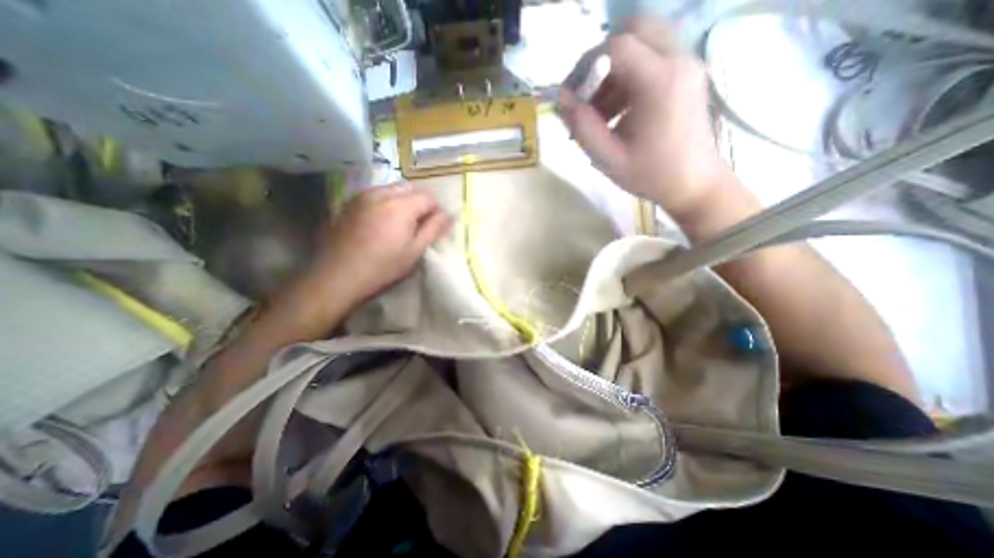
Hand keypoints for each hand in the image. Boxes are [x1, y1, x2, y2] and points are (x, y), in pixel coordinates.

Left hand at [299, 186, 450, 309]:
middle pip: (409, 188)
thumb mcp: (415, 252)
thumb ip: (433, 229)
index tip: (435, 227)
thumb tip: (448, 215)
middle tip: (418, 225)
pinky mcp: (347, 204)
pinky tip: (379, 223)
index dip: (436, 211)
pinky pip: (373, 195)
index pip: (428, 197)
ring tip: (398, 224)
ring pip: (390, 190)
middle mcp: (381, 194)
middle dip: (418, 202)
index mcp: (401, 206)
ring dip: (401, 201)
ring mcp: (361, 197)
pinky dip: (383, 203)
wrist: (337, 277)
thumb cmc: (383, 268)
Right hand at [559, 19, 728, 220]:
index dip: (586, 66)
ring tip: (600, 111)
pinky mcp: (688, 75)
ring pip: (644, 43)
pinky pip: (654, 58)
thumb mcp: (608, 158)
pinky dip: (630, 76)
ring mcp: (687, 65)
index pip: (616, 47)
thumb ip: (582, 127)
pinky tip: (618, 111)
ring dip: (615, 70)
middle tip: (587, 93)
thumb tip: (561, 99)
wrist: (694, 185)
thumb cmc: (651, 175)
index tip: (572, 96)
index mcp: (660, 82)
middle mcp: (679, 61)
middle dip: (602, 59)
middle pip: (635, 30)